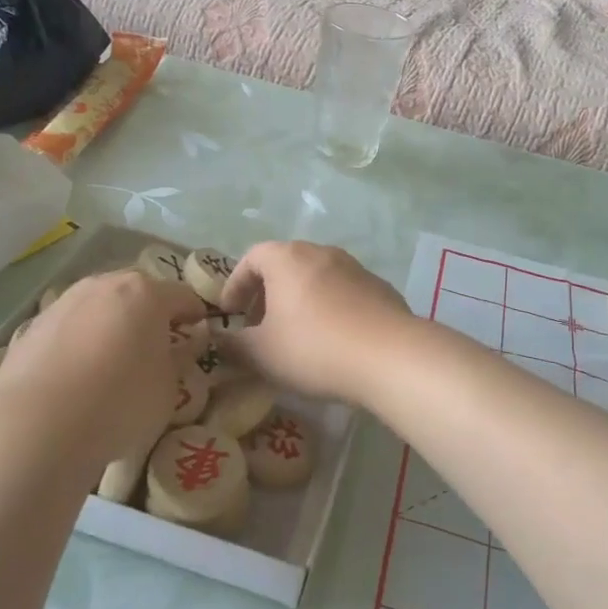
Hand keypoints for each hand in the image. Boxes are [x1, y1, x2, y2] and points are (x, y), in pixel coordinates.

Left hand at [0, 271, 205, 474]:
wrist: (37, 426)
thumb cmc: (120, 403)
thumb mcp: (169, 388)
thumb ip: (179, 359)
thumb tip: (183, 345)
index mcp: (146, 293)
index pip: (183, 296)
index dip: (195, 315)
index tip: (198, 336)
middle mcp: (104, 284)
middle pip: (138, 292)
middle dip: (150, 314)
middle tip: (156, 346)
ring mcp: (64, 302)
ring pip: (99, 306)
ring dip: (111, 324)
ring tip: (112, 361)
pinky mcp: (32, 326)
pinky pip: (69, 327)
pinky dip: (79, 341)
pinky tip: (77, 374)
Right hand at [219, 242, 412, 405]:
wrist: (390, 356)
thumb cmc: (314, 348)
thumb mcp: (262, 353)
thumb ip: (233, 345)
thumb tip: (217, 340)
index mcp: (287, 258)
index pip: (251, 258)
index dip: (235, 284)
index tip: (230, 313)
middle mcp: (321, 252)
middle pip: (285, 264)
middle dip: (267, 293)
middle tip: (258, 325)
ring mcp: (355, 267)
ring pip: (316, 277)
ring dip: (299, 300)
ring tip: (295, 334)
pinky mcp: (380, 287)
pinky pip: (343, 292)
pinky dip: (329, 308)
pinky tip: (332, 339)